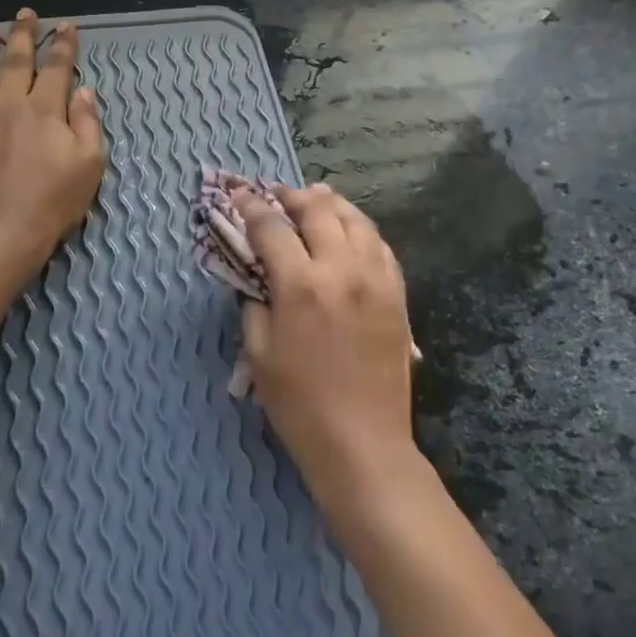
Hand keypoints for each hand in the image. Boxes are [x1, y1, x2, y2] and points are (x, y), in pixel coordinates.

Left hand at [0, 8, 104, 266]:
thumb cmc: (53, 202)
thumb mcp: (89, 164)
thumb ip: (87, 124)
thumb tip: (83, 91)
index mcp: (45, 110)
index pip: (57, 69)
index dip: (63, 46)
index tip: (66, 26)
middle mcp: (7, 106)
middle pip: (15, 62)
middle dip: (22, 36)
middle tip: (25, 15)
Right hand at [236, 184, 418, 505]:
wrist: (362, 441)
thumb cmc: (299, 404)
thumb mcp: (258, 354)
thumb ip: (253, 305)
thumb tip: (257, 278)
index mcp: (301, 285)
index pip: (272, 227)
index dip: (251, 207)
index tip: (238, 194)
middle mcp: (342, 270)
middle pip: (319, 210)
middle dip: (293, 196)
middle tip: (278, 195)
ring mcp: (376, 280)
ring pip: (357, 221)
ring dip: (332, 204)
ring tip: (316, 200)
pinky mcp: (397, 296)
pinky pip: (381, 247)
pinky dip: (362, 230)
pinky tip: (351, 233)